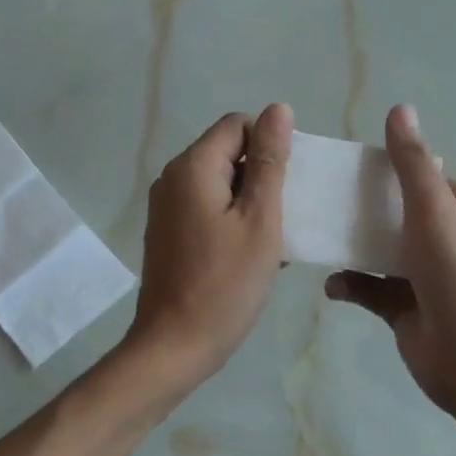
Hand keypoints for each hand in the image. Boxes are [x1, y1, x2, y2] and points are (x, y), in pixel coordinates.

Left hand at [127, 104, 293, 383]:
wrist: (175, 346)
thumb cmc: (225, 284)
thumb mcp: (260, 219)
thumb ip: (270, 162)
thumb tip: (277, 109)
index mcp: (193, 167)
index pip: (238, 125)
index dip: (270, 146)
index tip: (288, 186)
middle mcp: (172, 179)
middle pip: (227, 152)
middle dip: (262, 176)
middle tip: (286, 216)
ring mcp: (166, 208)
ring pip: (220, 184)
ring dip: (250, 203)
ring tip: (272, 240)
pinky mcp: (169, 233)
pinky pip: (207, 210)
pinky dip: (232, 222)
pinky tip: (250, 255)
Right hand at [325, 105, 455, 420]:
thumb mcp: (433, 208)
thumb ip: (411, 162)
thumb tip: (400, 108)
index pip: (421, 178)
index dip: (387, 168)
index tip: (346, 165)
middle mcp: (444, 239)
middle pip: (395, 214)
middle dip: (361, 208)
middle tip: (321, 198)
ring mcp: (424, 277)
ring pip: (379, 252)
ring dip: (351, 247)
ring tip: (317, 236)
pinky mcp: (405, 309)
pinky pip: (371, 289)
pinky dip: (351, 285)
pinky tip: (332, 285)